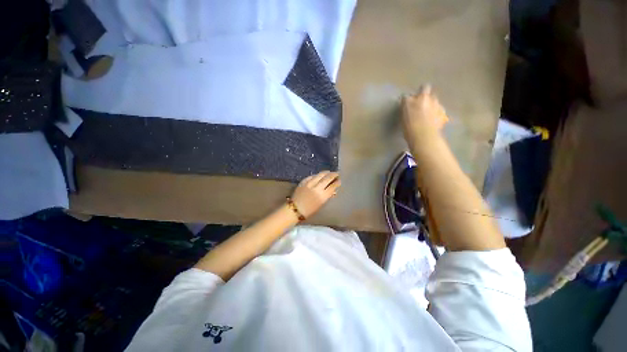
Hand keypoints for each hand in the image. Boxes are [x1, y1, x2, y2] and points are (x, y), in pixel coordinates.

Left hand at [290, 171, 340, 217]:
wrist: (295, 209)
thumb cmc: (309, 210)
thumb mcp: (321, 205)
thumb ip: (327, 196)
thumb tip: (333, 191)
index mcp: (322, 196)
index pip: (332, 186)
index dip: (337, 182)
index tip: (339, 180)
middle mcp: (317, 188)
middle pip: (327, 178)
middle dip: (333, 175)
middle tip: (337, 173)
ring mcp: (309, 184)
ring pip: (319, 175)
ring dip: (326, 173)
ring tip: (329, 172)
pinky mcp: (303, 182)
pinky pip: (311, 176)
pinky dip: (316, 175)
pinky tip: (319, 175)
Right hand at [401, 85, 448, 144]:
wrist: (425, 137)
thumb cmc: (409, 130)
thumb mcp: (403, 120)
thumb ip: (406, 110)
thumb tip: (407, 107)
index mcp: (409, 101)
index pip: (406, 96)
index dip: (407, 100)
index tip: (406, 104)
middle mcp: (423, 97)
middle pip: (424, 88)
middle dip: (422, 92)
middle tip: (420, 101)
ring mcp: (435, 102)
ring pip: (433, 97)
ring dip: (430, 101)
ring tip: (428, 111)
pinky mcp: (443, 109)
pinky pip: (439, 107)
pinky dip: (436, 110)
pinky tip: (433, 118)